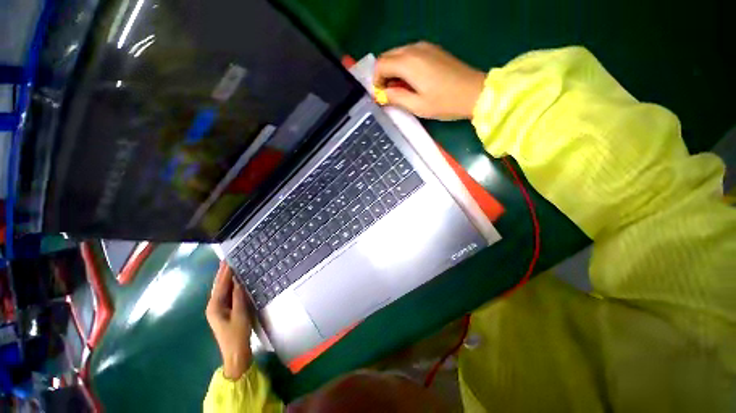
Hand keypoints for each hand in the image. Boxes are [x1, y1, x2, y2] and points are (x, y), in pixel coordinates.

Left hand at [206, 262, 252, 379]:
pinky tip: (236, 281)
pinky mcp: (225, 312)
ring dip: (227, 279)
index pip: (220, 285)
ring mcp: (219, 310)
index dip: (225, 272)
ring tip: (233, 267)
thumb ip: (239, 297)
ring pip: (222, 290)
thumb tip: (238, 281)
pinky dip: (231, 286)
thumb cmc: (237, 334)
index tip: (229, 260)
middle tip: (229, 260)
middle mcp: (214, 306)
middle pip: (219, 286)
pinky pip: (227, 295)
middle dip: (223, 273)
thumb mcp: (240, 314)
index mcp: (215, 306)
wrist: (235, 353)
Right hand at [374, 42, 485, 119]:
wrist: (474, 92)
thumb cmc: (444, 102)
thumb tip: (382, 94)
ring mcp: (425, 47)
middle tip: (389, 94)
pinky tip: (412, 81)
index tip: (381, 96)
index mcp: (408, 62)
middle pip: (388, 56)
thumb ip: (396, 98)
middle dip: (383, 75)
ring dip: (394, 71)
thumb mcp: (417, 106)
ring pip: (398, 54)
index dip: (376, 81)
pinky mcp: (433, 50)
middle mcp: (414, 49)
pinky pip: (410, 54)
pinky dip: (404, 66)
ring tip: (401, 90)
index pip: (380, 64)